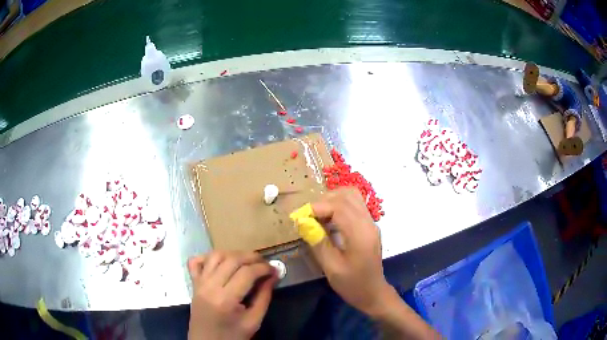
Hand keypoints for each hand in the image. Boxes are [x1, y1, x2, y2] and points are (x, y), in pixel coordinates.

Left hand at [187, 251, 277, 339]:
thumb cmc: (232, 336)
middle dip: (252, 257)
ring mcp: (199, 283)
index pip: (247, 273)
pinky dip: (208, 256)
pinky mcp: (194, 283)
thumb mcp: (253, 322)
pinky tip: (221, 262)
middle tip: (265, 263)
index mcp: (225, 299)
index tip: (275, 270)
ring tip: (247, 262)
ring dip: (233, 254)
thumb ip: (264, 297)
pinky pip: (196, 261)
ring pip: (215, 255)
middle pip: (232, 259)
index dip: (264, 268)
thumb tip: (273, 276)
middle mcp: (210, 286)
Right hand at [309, 188, 438, 338]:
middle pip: (347, 195)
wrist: (373, 293)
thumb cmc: (352, 284)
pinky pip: (354, 206)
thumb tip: (303, 222)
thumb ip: (318, 243)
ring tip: (317, 217)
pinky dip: (339, 206)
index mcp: (360, 234)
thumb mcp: (332, 268)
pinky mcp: (369, 226)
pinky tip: (328, 221)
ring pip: (352, 197)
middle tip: (308, 216)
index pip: (339, 206)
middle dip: (324, 201)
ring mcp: (371, 223)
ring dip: (332, 201)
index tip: (299, 217)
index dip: (317, 207)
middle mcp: (368, 223)